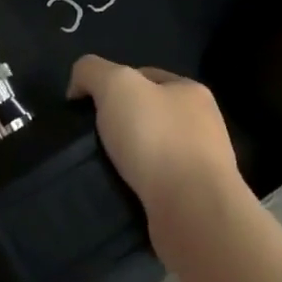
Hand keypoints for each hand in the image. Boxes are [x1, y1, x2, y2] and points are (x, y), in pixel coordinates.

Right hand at [68, 55, 251, 257]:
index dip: (113, 85)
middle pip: (150, 116)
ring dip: (127, 161)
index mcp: (191, 91)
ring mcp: (202, 166)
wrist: (192, 210)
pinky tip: (118, 194)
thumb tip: (78, 86)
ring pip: (152, 154)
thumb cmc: (157, 138)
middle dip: (120, 126)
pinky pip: (156, 187)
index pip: (146, 77)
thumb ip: (93, 71)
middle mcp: (202, 125)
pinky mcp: (193, 201)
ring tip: (98, 171)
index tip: (86, 107)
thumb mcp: (117, 85)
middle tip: (89, 141)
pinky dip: (136, 189)